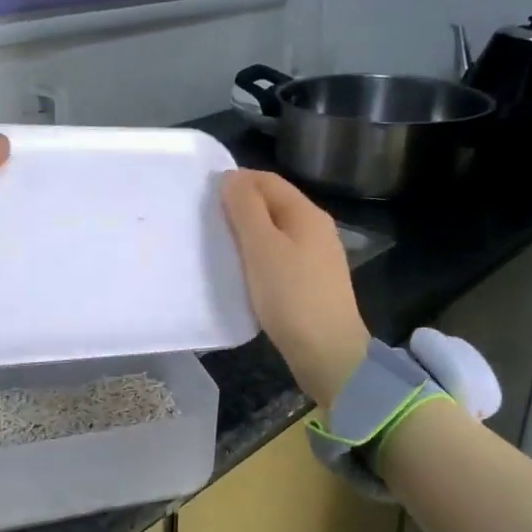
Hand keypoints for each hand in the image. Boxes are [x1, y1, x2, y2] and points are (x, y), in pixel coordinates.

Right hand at [220, 170, 370, 410]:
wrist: (327, 353)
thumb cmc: (291, 295)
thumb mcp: (262, 247)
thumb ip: (245, 209)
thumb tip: (231, 177)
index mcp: (307, 214)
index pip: (267, 181)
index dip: (236, 181)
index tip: (203, 195)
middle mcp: (316, 229)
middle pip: (273, 204)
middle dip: (240, 206)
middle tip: (206, 221)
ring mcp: (316, 257)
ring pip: (275, 231)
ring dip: (247, 232)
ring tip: (219, 245)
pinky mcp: (311, 282)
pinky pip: (279, 256)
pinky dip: (258, 255)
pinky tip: (242, 271)